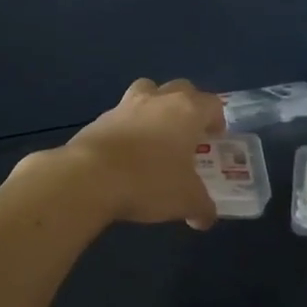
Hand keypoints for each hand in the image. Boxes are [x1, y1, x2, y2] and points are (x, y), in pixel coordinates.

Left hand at [54, 78, 225, 228]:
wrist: (89, 177)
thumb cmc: (149, 181)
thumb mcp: (186, 200)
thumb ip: (202, 207)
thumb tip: (205, 218)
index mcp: (187, 111)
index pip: (212, 104)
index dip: (217, 120)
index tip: (215, 139)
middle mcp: (158, 99)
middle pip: (181, 88)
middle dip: (188, 106)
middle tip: (188, 133)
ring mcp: (126, 105)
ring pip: (147, 91)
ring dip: (155, 106)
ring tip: (155, 134)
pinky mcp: (100, 118)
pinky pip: (122, 115)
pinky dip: (129, 126)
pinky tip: (127, 153)